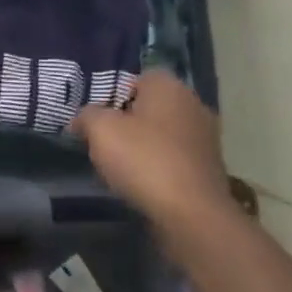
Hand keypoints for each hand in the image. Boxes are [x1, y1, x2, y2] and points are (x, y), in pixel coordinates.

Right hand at [72, 71, 234, 226]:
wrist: (191, 212)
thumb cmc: (144, 160)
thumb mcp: (101, 131)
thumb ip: (87, 116)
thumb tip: (82, 118)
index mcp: (170, 85)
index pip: (137, 78)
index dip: (113, 96)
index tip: (97, 120)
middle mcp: (193, 103)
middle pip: (151, 106)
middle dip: (128, 122)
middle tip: (105, 143)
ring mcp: (206, 136)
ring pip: (164, 134)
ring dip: (144, 147)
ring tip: (121, 168)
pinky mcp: (209, 167)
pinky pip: (175, 158)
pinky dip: (159, 166)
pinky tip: (144, 184)